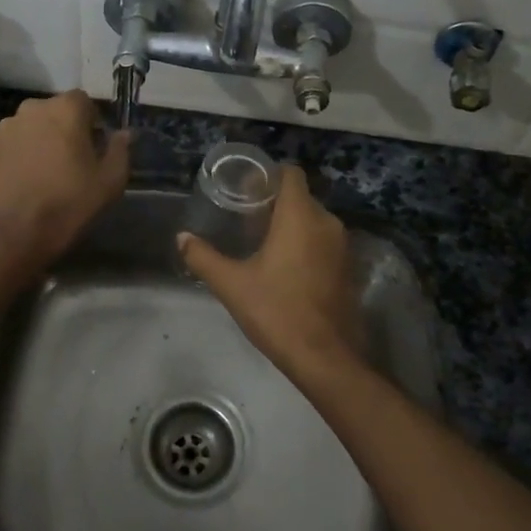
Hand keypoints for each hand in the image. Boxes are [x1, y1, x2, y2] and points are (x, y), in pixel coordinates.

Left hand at [0, 91, 129, 262]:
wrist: (21, 231)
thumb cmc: (72, 201)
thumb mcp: (111, 179)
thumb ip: (120, 149)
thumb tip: (124, 134)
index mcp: (65, 109)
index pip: (83, 100)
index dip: (91, 121)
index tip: (94, 145)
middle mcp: (32, 108)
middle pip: (54, 111)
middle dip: (64, 128)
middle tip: (71, 159)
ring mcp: (6, 128)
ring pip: (31, 126)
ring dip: (40, 139)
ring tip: (45, 169)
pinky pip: (12, 143)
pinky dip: (20, 153)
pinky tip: (26, 178)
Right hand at [178, 164, 363, 378]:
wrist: (324, 357)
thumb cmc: (276, 311)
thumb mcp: (232, 284)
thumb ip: (204, 257)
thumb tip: (182, 238)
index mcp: (300, 216)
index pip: (291, 174)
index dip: (269, 176)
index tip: (247, 189)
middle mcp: (327, 223)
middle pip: (301, 197)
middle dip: (276, 203)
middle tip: (246, 218)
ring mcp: (343, 247)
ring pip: (314, 221)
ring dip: (292, 225)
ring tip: (263, 242)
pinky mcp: (349, 269)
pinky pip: (325, 243)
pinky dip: (308, 245)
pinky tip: (286, 267)